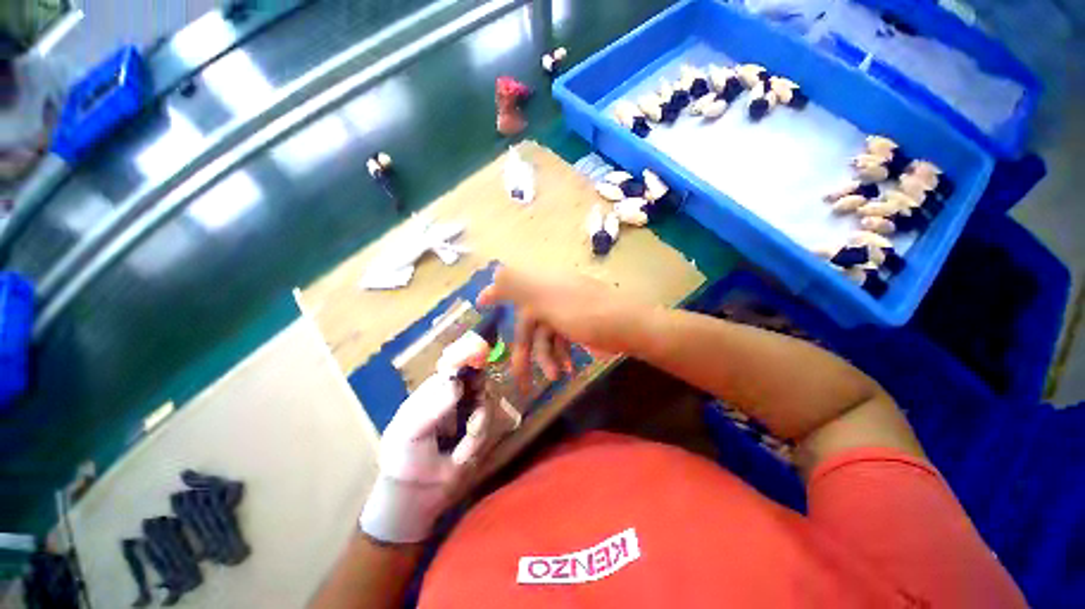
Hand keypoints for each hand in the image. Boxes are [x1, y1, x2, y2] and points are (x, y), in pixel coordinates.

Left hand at [359, 346, 486, 543]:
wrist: (416, 490)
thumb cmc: (403, 454)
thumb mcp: (410, 431)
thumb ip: (432, 408)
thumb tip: (456, 384)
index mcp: (435, 388)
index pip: (455, 364)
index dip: (468, 355)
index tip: (480, 353)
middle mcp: (457, 393)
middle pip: (479, 379)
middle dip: (479, 397)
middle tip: (472, 420)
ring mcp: (471, 409)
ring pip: (488, 402)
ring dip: (478, 427)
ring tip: (460, 451)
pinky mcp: (481, 427)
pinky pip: (489, 424)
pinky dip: (477, 441)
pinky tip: (461, 456)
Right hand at [477, 265, 647, 384]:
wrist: (630, 326)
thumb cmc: (586, 315)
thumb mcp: (548, 300)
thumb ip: (519, 286)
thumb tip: (496, 272)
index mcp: (543, 283)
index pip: (512, 285)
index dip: (495, 293)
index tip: (479, 303)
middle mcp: (552, 293)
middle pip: (529, 324)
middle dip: (526, 353)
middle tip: (520, 382)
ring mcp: (566, 308)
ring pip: (545, 335)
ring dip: (547, 357)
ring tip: (556, 376)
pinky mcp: (578, 321)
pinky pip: (561, 337)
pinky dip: (561, 352)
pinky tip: (568, 368)